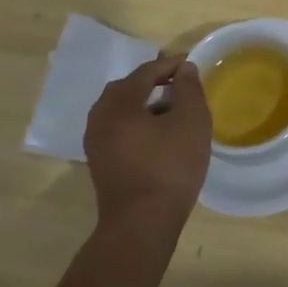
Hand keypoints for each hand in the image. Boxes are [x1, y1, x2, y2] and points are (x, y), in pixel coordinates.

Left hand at [82, 56, 211, 247]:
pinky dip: (136, 121)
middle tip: (179, 83)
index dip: (170, 64)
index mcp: (119, 103)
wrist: (142, 224)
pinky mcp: (100, 162)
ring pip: (120, 109)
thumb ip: (189, 88)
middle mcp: (100, 118)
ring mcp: (95, 142)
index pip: (145, 72)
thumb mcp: (191, 121)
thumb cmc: (170, 167)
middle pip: (126, 88)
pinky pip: (118, 128)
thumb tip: (183, 69)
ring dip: (144, 102)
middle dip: (153, 81)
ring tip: (171, 108)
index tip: (191, 62)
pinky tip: (158, 133)